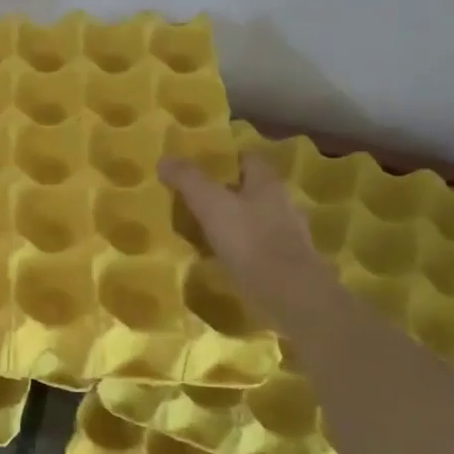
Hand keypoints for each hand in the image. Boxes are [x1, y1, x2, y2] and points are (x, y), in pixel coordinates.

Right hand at [158, 152, 339, 329]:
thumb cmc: (249, 239)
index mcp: (267, 182)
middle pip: (251, 189)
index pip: (248, 158)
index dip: (226, 159)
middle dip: (226, 192)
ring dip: (232, 222)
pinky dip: (238, 250)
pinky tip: (218, 258)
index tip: (201, 166)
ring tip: (201, 230)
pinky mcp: (284, 264)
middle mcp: (281, 203)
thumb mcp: (210, 203)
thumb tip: (164, 159)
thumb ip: (188, 179)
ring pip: (253, 219)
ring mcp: (286, 235)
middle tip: (194, 199)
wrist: (289, 294)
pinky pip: (256, 248)